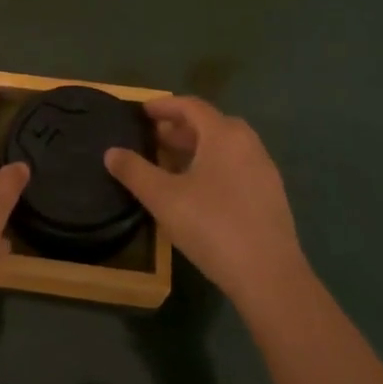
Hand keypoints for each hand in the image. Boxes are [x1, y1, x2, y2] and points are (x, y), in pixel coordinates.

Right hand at [104, 96, 305, 311]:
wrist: (269, 276)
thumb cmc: (212, 226)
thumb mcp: (163, 198)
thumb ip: (135, 171)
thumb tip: (111, 152)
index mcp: (224, 135)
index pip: (191, 106)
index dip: (164, 106)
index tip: (143, 112)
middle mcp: (248, 144)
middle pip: (210, 124)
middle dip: (180, 128)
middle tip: (154, 138)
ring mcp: (264, 171)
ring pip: (225, 147)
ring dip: (197, 148)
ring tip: (171, 164)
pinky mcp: (271, 196)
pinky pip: (236, 167)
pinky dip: (213, 166)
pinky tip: (198, 191)